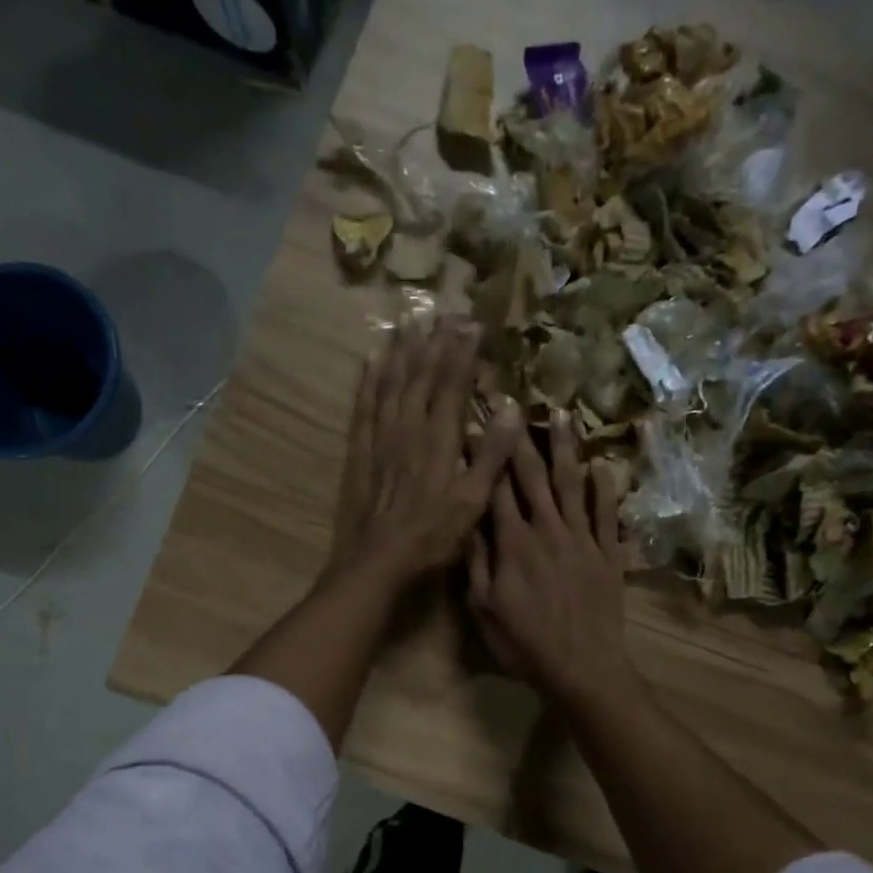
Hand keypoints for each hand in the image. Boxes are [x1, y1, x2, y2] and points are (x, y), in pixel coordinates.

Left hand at [334, 316, 520, 588]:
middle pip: (421, 376)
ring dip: (400, 351)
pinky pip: (363, 406)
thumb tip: (511, 408)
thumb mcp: (472, 502)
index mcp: (439, 439)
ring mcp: (380, 438)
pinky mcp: (360, 452)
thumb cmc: (431, 536)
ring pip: (390, 383)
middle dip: (434, 343)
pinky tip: (370, 361)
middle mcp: (407, 428)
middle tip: (442, 312)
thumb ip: (491, 455)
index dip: (462, 352)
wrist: (378, 560)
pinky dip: (368, 380)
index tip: (472, 324)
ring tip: (407, 322)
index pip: (452, 384)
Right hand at [468, 413, 634, 711]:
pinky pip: (608, 514)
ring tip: (564, 414)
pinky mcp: (608, 554)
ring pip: (572, 484)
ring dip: (567, 448)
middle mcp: (548, 530)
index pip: (495, 488)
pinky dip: (606, 489)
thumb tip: (466, 522)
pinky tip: (604, 466)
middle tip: (515, 403)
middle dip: (521, 438)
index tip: (477, 424)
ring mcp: (583, 539)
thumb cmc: (526, 644)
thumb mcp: (485, 609)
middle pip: (533, 475)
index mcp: (513, 543)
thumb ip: (476, 563)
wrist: (584, 668)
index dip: (486, 455)